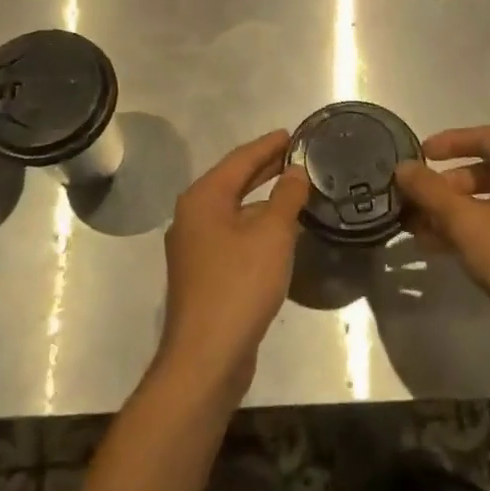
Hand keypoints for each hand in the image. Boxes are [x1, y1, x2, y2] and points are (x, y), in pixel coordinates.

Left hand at [156, 129, 308, 403]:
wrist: (207, 356)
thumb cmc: (239, 284)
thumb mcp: (272, 234)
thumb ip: (286, 197)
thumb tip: (296, 171)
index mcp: (203, 198)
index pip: (240, 159)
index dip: (268, 145)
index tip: (292, 134)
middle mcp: (192, 216)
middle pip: (233, 181)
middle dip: (265, 168)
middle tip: (297, 156)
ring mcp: (195, 247)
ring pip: (234, 210)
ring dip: (262, 198)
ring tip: (295, 189)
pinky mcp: (204, 273)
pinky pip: (233, 234)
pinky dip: (256, 224)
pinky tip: (279, 230)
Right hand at [395, 126, 489, 362]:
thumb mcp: (466, 223)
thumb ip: (430, 192)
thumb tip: (403, 167)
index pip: (485, 137)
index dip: (450, 141)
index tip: (421, 155)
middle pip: (486, 171)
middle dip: (447, 185)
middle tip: (418, 203)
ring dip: (455, 212)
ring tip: (421, 231)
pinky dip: (474, 230)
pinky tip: (447, 251)